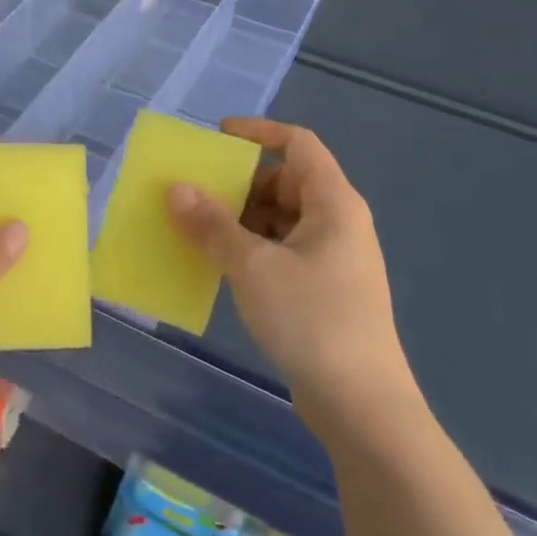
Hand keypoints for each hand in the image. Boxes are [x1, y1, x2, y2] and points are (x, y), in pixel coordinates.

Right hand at [165, 118, 418, 436]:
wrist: (361, 403)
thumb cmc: (311, 319)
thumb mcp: (253, 266)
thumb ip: (211, 225)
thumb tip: (175, 188)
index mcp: (333, 203)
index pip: (298, 144)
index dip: (259, 132)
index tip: (216, 138)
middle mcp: (337, 223)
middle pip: (285, 182)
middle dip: (240, 184)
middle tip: (195, 195)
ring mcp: (332, 258)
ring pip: (280, 219)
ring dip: (240, 220)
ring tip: (197, 232)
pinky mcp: (323, 290)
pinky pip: (281, 251)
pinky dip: (251, 249)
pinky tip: (221, 266)